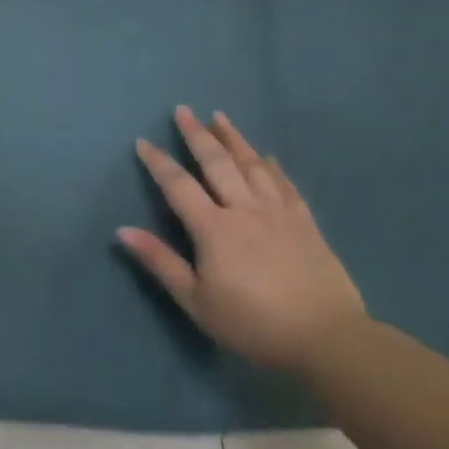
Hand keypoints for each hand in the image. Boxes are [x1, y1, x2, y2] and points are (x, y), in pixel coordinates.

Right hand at [118, 107, 366, 373]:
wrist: (327, 339)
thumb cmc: (252, 323)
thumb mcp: (196, 300)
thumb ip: (160, 262)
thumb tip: (122, 231)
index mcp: (214, 228)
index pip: (178, 186)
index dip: (158, 163)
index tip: (143, 142)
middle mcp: (244, 210)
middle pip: (217, 163)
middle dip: (197, 135)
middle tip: (183, 110)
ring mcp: (279, 214)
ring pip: (253, 166)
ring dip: (234, 139)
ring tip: (220, 117)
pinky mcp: (306, 224)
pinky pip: (286, 185)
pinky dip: (273, 167)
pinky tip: (266, 156)